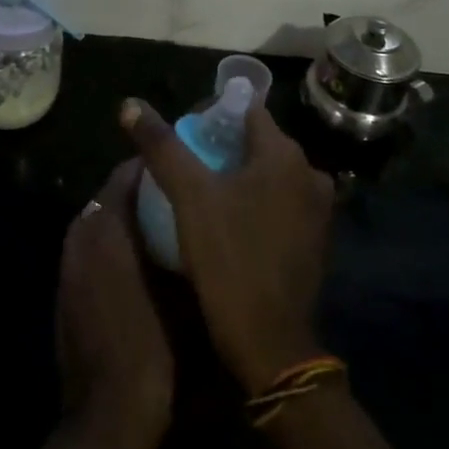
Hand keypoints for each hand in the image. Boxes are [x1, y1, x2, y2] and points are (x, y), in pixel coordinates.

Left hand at [55, 161, 173, 448]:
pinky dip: (111, 242)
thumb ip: (193, 248)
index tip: (185, 164)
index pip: (128, 173)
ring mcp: (69, 264)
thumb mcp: (191, 297)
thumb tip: (203, 219)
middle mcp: (82, 235)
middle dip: (142, 189)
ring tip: (162, 223)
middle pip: (111, 193)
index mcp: (110, 228)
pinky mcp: (65, 289)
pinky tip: (138, 262)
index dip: (156, 165)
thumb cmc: (157, 354)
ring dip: (125, 215)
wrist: (107, 420)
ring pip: (99, 220)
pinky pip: (90, 247)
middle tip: (178, 192)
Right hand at [120, 98, 333, 392]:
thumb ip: (161, 146)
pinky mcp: (315, 241)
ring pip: (268, 176)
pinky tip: (227, 223)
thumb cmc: (229, 258)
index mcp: (285, 154)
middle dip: (222, 147)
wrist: (269, 345)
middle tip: (184, 165)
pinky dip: (255, 203)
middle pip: (257, 143)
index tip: (184, 132)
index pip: (246, 111)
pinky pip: (279, 204)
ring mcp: (318, 211)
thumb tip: (130, 104)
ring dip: (238, 177)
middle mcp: (310, 174)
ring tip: (200, 194)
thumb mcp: (188, 196)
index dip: (212, 115)